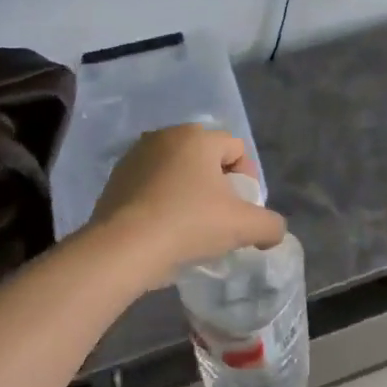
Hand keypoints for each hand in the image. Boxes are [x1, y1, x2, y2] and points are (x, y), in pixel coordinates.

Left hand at [86, 125, 286, 286]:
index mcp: (197, 137)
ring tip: (190, 225)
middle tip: (220, 217)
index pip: (236, 148)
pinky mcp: (115, 179)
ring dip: (188, 191)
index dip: (247, 179)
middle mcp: (165, 136)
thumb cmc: (189, 225)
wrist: (123, 249)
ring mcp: (135, 156)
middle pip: (205, 157)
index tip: (243, 209)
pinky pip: (150, 185)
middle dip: (217, 183)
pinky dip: (161, 200)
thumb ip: (271, 225)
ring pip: (176, 170)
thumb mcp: (244, 227)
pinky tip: (163, 228)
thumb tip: (272, 231)